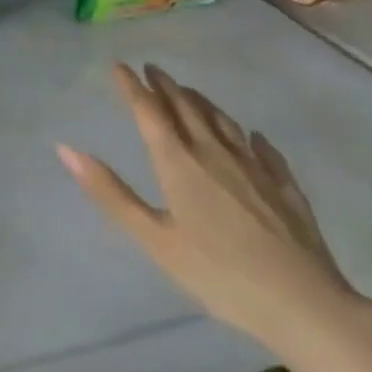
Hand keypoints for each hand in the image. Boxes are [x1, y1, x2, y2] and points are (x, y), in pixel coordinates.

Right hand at [57, 63, 366, 353]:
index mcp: (178, 161)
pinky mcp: (285, 186)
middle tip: (152, 69)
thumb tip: (66, 149)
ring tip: (188, 91)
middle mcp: (214, 152)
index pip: (149, 111)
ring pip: (222, 121)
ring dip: (200, 101)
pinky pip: (263, 149)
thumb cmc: (219, 274)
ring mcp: (254, 166)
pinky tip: (251, 137)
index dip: (132, 86)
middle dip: (165, 85)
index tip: (119, 66)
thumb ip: (111, 193)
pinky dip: (248, 136)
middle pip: (185, 107)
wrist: (305, 305)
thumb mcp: (154, 239)